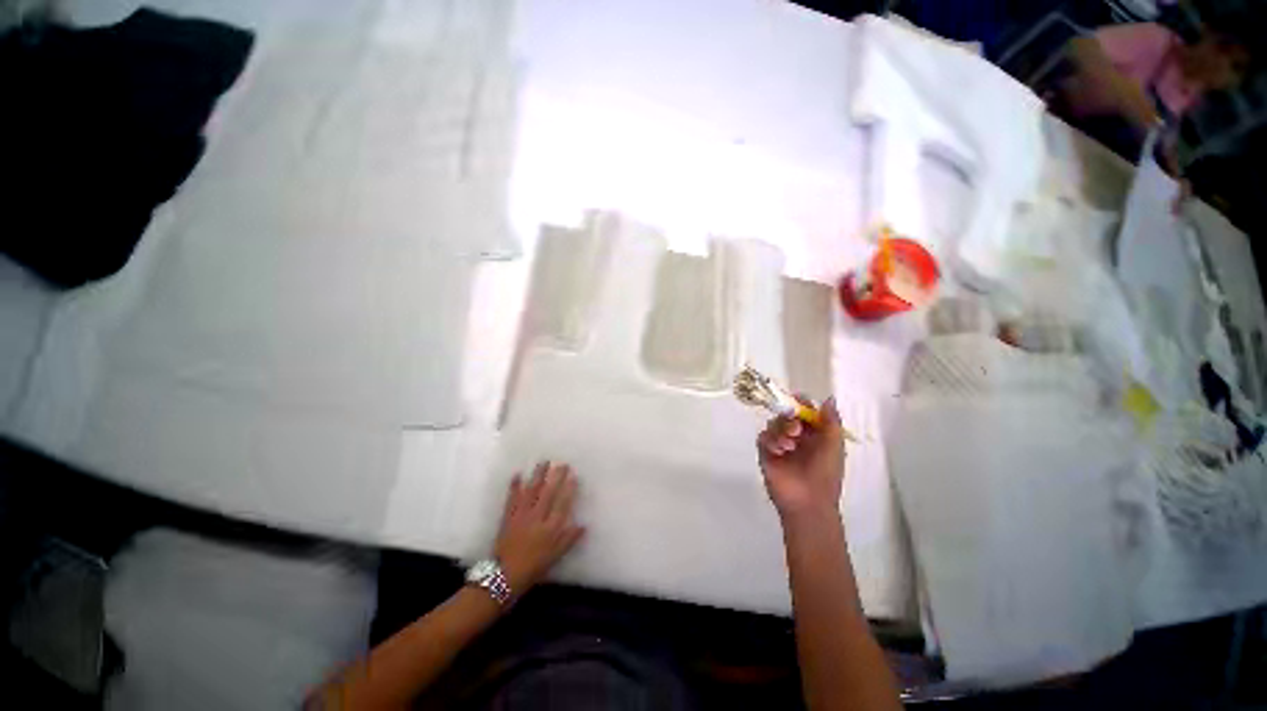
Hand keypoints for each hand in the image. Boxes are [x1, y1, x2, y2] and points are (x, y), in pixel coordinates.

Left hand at [494, 462, 584, 595]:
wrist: (503, 577)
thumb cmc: (533, 568)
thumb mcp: (555, 557)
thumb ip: (569, 539)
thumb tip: (584, 525)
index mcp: (550, 528)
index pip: (562, 504)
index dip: (569, 489)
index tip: (574, 476)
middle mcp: (537, 518)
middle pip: (548, 493)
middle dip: (556, 477)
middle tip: (562, 464)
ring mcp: (521, 516)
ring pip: (531, 492)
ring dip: (537, 476)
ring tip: (543, 462)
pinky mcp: (508, 517)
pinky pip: (512, 499)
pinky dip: (514, 486)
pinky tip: (518, 474)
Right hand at [757, 397, 845, 523]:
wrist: (808, 500)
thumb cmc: (825, 473)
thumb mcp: (834, 445)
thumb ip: (831, 421)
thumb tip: (829, 398)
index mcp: (814, 435)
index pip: (805, 412)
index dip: (801, 404)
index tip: (798, 399)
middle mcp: (797, 437)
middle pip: (787, 415)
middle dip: (790, 417)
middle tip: (796, 429)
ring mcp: (780, 445)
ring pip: (774, 424)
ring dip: (781, 430)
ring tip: (790, 445)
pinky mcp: (766, 453)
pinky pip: (763, 437)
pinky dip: (771, 440)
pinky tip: (780, 450)